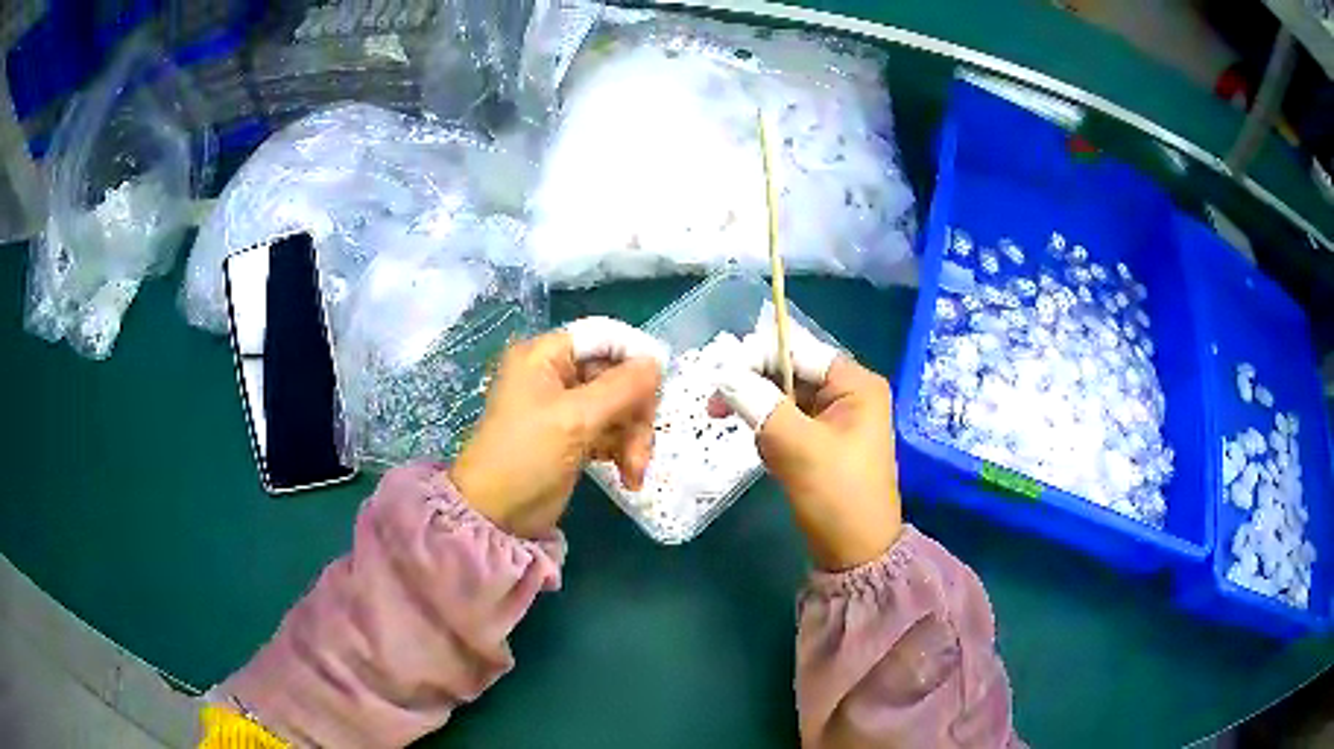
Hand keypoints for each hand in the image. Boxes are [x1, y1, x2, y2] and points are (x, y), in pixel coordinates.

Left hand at [449, 317, 667, 537]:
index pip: (604, 337)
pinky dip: (623, 451)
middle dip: (636, 411)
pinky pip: (611, 431)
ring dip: (634, 437)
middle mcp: (556, 374)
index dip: (635, 356)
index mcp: (545, 356)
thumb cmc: (526, 456)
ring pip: (619, 406)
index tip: (660, 385)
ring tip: (635, 471)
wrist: (495, 516)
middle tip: (643, 444)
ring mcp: (565, 408)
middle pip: (617, 374)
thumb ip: (621, 388)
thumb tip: (658, 363)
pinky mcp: (574, 437)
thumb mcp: (575, 419)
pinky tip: (630, 478)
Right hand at [712, 317, 901, 570]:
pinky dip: (770, 434)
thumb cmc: (837, 498)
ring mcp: (835, 418)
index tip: (718, 380)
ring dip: (762, 416)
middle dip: (755, 389)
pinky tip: (770, 458)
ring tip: (763, 449)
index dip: (756, 357)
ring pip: (783, 398)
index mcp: (855, 384)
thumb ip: (760, 404)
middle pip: (789, 371)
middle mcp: (847, 393)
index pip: (797, 350)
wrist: (855, 556)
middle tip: (716, 411)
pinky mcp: (822, 441)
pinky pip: (786, 422)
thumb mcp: (799, 448)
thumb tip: (723, 373)